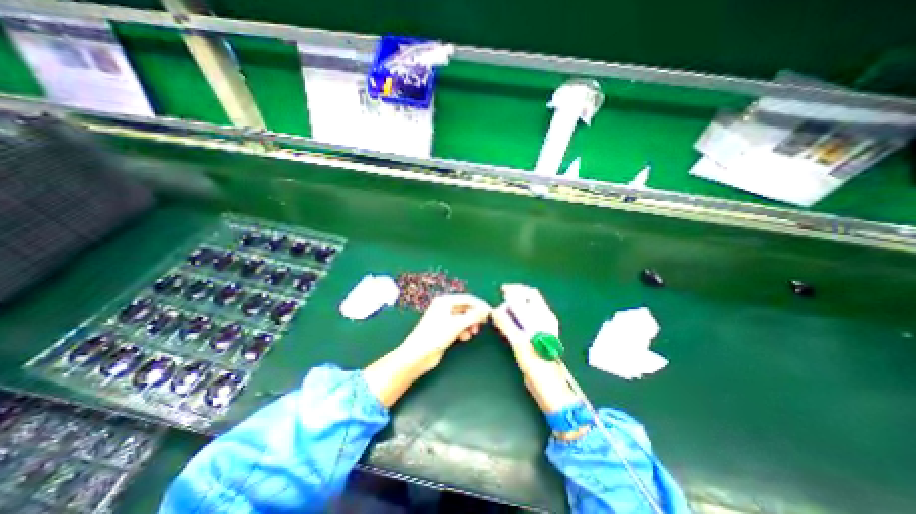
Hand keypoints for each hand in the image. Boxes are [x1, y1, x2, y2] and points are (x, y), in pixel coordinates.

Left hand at [401, 294, 493, 369]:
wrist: (418, 354)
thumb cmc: (436, 335)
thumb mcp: (457, 325)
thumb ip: (473, 316)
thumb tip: (486, 310)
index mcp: (445, 301)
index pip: (467, 299)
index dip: (480, 305)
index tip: (490, 313)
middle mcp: (444, 307)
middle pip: (465, 308)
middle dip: (475, 316)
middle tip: (483, 324)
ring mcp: (443, 318)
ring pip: (463, 318)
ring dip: (470, 325)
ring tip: (473, 333)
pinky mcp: (443, 329)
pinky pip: (458, 326)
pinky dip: (463, 331)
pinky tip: (464, 338)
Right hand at [490, 285, 573, 413]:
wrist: (548, 385)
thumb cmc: (536, 363)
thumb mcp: (519, 342)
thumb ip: (506, 324)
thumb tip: (494, 311)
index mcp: (543, 316)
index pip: (530, 293)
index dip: (515, 289)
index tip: (501, 290)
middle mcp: (544, 318)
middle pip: (527, 300)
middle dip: (512, 299)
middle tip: (499, 306)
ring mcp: (540, 327)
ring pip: (524, 310)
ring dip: (511, 310)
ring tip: (500, 317)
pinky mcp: (535, 336)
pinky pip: (523, 321)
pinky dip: (513, 319)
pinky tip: (506, 326)